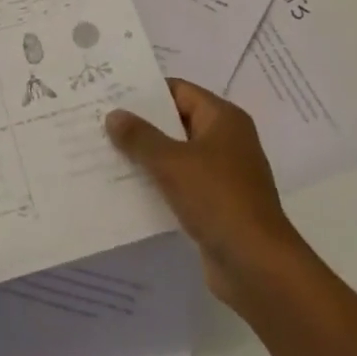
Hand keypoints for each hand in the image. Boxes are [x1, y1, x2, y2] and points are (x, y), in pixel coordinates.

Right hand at [105, 79, 302, 306]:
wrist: (257, 265)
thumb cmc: (217, 199)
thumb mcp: (171, 162)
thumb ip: (140, 137)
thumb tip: (114, 115)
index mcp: (223, 118)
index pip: (178, 90)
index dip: (144, 91)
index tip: (110, 94)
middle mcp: (226, 140)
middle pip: (175, 121)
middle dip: (140, 125)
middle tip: (99, 123)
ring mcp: (222, 174)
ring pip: (176, 155)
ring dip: (146, 156)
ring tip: (104, 153)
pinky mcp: (216, 204)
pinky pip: (180, 183)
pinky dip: (157, 183)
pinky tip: (125, 188)